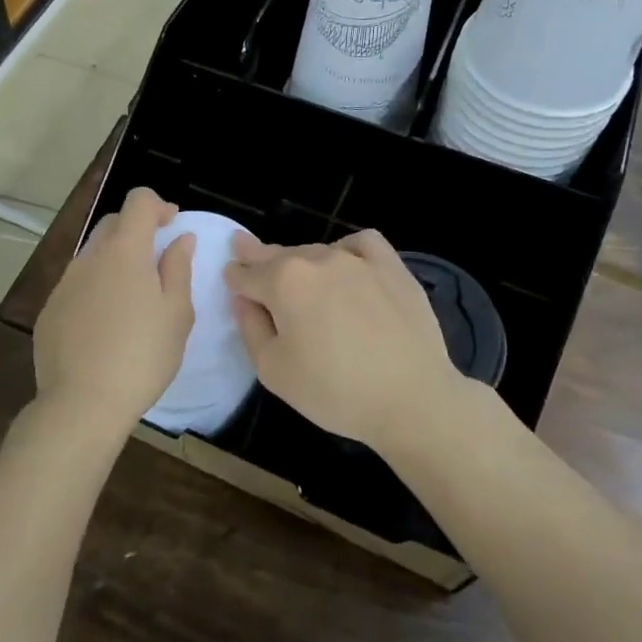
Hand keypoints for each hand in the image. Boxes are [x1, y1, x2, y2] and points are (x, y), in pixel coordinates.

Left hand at [33, 187, 195, 432]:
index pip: (138, 201)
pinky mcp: (48, 310)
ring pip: (93, 255)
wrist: (82, 404)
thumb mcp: (176, 313)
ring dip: (115, 261)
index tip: (173, 226)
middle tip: (158, 261)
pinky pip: (76, 285)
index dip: (158, 205)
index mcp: (124, 251)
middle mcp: (89, 258)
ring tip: (133, 299)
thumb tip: (180, 239)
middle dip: (137, 230)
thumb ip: (179, 268)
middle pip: (113, 224)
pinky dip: (95, 288)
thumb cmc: (142, 356)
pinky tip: (105, 324)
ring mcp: (64, 284)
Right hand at [225, 229, 465, 453]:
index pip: (246, 273)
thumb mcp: (273, 370)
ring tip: (299, 278)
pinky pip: (361, 243)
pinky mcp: (392, 267)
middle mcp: (317, 259)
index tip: (230, 276)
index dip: (234, 276)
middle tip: (246, 253)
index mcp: (283, 281)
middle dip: (260, 259)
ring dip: (301, 262)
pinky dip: (346, 249)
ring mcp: (357, 259)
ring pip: (316, 252)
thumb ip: (250, 327)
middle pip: (279, 256)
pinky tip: (344, 262)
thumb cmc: (333, 391)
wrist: (411, 398)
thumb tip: (244, 298)